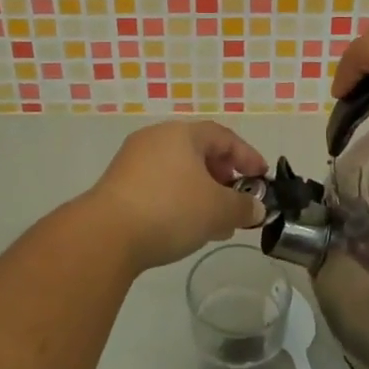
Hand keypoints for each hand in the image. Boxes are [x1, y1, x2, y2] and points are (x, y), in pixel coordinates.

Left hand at [79, 121, 269, 272]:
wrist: (106, 234)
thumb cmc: (170, 210)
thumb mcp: (217, 210)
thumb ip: (242, 207)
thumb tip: (255, 208)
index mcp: (182, 133)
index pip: (223, 136)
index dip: (247, 156)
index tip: (262, 178)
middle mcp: (156, 138)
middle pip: (199, 151)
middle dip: (223, 177)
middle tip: (236, 201)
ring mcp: (133, 160)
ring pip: (178, 170)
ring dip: (201, 192)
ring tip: (214, 222)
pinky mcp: (118, 184)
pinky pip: (159, 184)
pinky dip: (178, 199)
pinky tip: (184, 227)